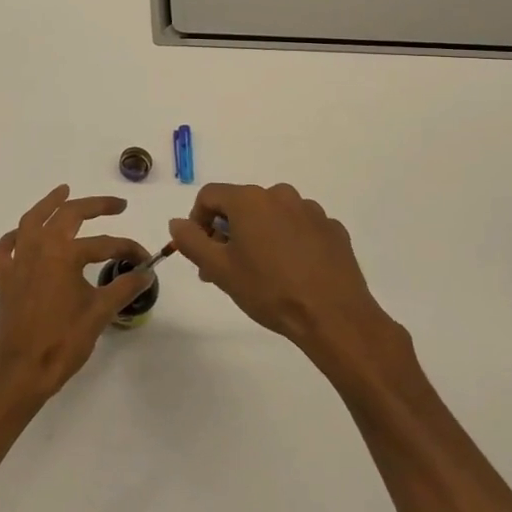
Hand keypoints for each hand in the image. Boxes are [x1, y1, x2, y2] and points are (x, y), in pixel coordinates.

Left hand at [0, 185, 153, 405]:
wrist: (24, 370)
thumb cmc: (64, 341)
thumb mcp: (100, 312)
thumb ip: (124, 287)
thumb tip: (147, 273)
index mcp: (64, 253)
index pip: (104, 244)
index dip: (129, 251)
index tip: (146, 261)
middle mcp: (38, 247)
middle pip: (67, 215)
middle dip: (94, 206)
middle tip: (116, 205)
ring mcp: (17, 261)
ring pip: (31, 221)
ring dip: (48, 204)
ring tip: (63, 192)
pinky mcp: (4, 278)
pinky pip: (4, 249)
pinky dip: (14, 238)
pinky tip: (23, 236)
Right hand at [168, 183, 401, 355]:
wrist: (334, 317)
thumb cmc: (269, 290)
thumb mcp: (219, 269)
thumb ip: (191, 241)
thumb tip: (177, 222)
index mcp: (250, 199)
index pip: (210, 195)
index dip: (197, 220)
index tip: (201, 251)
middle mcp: (281, 195)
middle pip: (242, 205)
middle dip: (228, 232)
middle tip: (225, 268)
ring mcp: (311, 211)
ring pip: (272, 216)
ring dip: (259, 236)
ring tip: (261, 273)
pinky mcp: (333, 230)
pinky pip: (300, 228)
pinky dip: (289, 242)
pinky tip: (292, 273)